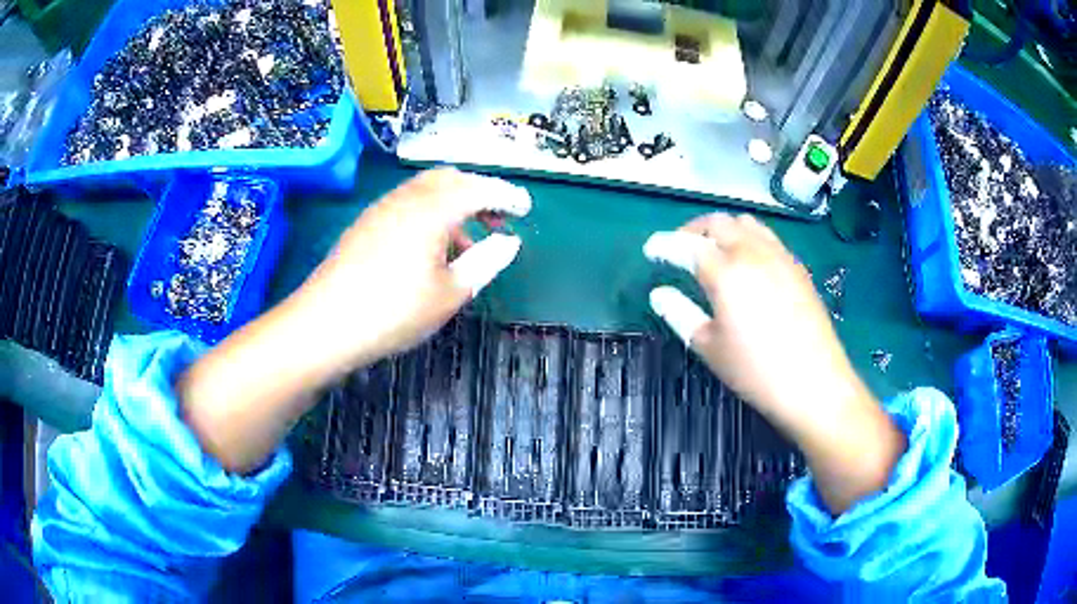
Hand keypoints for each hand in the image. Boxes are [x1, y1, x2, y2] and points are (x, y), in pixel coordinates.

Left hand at [293, 168, 531, 367]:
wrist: (325, 324)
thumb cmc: (394, 311)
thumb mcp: (450, 294)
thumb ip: (485, 262)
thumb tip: (509, 242)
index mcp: (433, 209)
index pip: (479, 188)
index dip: (506, 195)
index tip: (525, 208)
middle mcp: (407, 197)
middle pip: (450, 179)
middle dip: (478, 193)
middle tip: (495, 222)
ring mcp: (381, 208)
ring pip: (426, 191)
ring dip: (452, 206)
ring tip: (464, 245)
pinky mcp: (365, 224)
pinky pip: (406, 205)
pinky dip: (428, 215)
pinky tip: (428, 251)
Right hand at [643, 213, 904, 513]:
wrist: (815, 383)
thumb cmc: (756, 371)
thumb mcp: (710, 347)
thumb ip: (680, 313)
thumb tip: (659, 293)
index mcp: (725, 271)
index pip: (686, 245)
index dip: (663, 244)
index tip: (651, 251)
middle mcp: (752, 252)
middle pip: (717, 222)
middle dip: (692, 230)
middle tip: (679, 249)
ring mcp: (780, 256)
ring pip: (746, 223)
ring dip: (723, 229)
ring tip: (712, 250)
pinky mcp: (797, 267)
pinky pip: (768, 237)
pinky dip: (748, 238)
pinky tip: (747, 263)